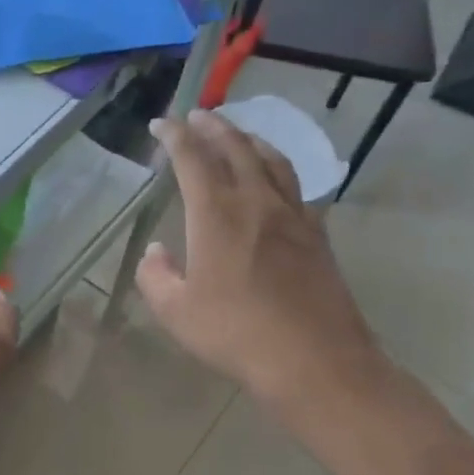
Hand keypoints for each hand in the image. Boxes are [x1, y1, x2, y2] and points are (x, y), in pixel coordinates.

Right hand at [136, 109, 388, 437]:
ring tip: (238, 134)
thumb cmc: (234, 333)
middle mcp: (256, 202)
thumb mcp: (175, 311)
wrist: (312, 358)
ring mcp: (293, 216)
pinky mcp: (317, 235)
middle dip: (213, 127)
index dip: (175, 136)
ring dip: (250, 140)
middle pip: (236, 148)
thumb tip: (157, 252)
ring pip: (272, 161)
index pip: (192, 159)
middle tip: (198, 115)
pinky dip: (279, 170)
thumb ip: (156, 276)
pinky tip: (276, 180)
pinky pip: (296, 187)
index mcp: (216, 214)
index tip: (161, 123)